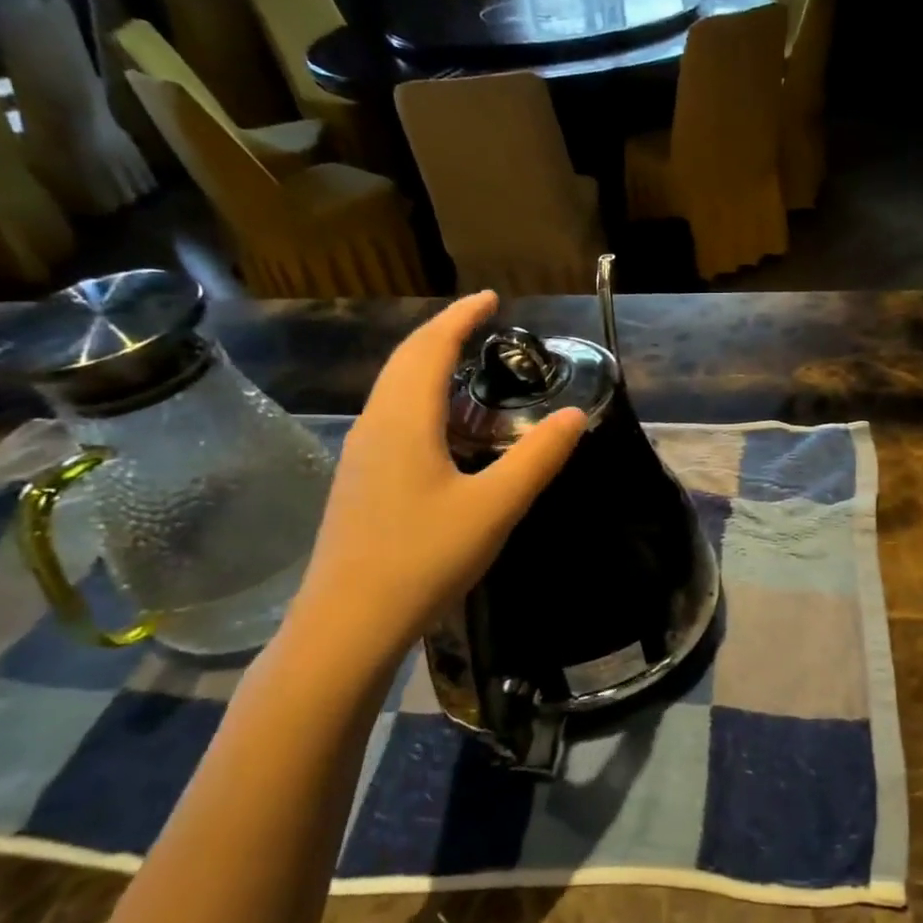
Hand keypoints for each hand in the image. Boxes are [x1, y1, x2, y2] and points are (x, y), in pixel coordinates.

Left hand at [285, 292, 583, 667]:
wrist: (348, 624)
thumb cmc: (423, 558)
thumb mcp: (494, 507)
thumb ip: (538, 458)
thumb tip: (575, 415)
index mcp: (404, 420)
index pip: (431, 348)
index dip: (462, 317)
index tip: (491, 298)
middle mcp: (376, 425)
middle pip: (406, 360)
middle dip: (443, 333)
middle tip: (482, 323)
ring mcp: (362, 454)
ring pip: (394, 389)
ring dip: (428, 366)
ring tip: (467, 366)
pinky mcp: (360, 481)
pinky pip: (392, 417)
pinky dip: (420, 399)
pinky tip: (444, 428)